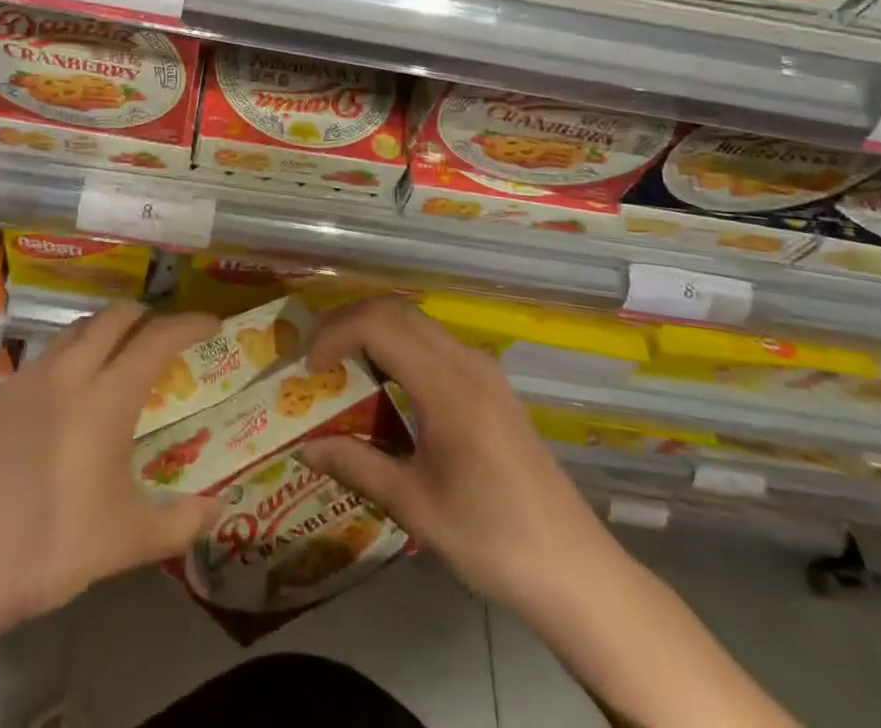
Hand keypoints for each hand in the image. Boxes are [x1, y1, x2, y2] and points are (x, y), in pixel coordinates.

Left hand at [0, 301, 223, 635]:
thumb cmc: (51, 546)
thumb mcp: (127, 542)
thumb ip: (180, 522)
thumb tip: (218, 509)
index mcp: (107, 396)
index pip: (158, 339)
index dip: (189, 324)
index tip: (212, 323)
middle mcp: (71, 372)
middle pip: (115, 317)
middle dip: (147, 315)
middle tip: (165, 334)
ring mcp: (31, 378)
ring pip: (78, 328)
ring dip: (107, 328)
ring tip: (121, 352)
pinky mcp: (2, 394)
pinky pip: (49, 353)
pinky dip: (75, 351)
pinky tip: (72, 389)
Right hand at [299, 297, 617, 618]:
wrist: (576, 570)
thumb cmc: (492, 540)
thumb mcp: (416, 507)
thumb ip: (357, 466)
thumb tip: (305, 450)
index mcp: (447, 385)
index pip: (379, 324)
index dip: (335, 333)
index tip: (309, 369)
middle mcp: (466, 361)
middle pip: (396, 310)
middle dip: (348, 322)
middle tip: (317, 358)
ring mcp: (483, 369)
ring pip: (416, 321)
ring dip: (374, 330)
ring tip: (342, 365)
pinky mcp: (492, 383)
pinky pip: (434, 342)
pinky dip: (399, 345)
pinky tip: (386, 383)